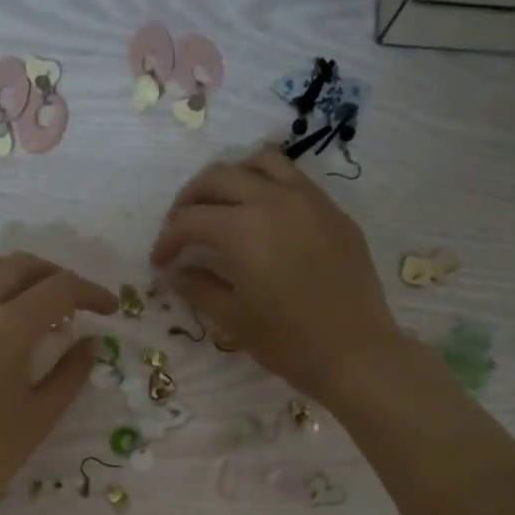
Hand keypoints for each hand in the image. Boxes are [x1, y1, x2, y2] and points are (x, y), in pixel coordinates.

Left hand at [0, 250, 116, 514]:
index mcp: (6, 330)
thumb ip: (71, 373)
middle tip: (77, 304)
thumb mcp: (40, 417)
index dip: (90, 293)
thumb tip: (90, 342)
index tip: (109, 309)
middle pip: (20, 265)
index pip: (58, 289)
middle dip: (56, 276)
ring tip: (35, 303)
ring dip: (17, 273)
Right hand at [149, 146, 405, 400]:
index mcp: (242, 229)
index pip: (190, 220)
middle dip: (190, 200)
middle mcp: (273, 199)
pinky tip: (262, 216)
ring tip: (221, 207)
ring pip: (259, 162)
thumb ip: (199, 287)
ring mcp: (309, 199)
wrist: (354, 352)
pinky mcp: (333, 211)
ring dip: (230, 178)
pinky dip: (266, 185)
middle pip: (218, 177)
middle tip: (180, 229)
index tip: (160, 262)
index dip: (167, 240)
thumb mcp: (233, 318)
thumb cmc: (287, 342)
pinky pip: (293, 179)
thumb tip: (175, 272)